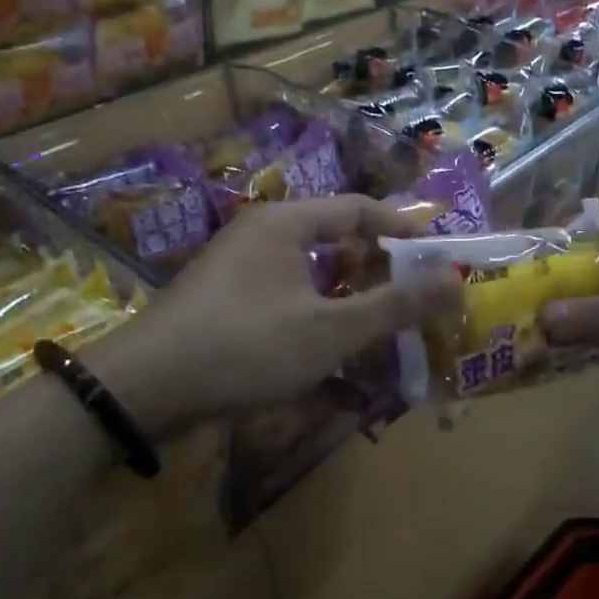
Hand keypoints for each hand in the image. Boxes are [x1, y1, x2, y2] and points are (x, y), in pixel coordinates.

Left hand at [86, 195, 456, 437]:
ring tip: (377, 327)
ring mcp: (236, 267)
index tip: (436, 256)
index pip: (358, 209)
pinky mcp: (222, 301)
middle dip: (375, 268)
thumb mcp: (330, 330)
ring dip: (345, 296)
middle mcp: (260, 233)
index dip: (401, 229)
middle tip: (411, 298)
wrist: (143, 390)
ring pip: (308, 271)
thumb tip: (456, 281)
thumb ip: (393, 306)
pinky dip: (314, 314)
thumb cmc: (246, 346)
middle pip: (333, 238)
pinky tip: (327, 350)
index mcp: (286, 223)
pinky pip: (283, 295)